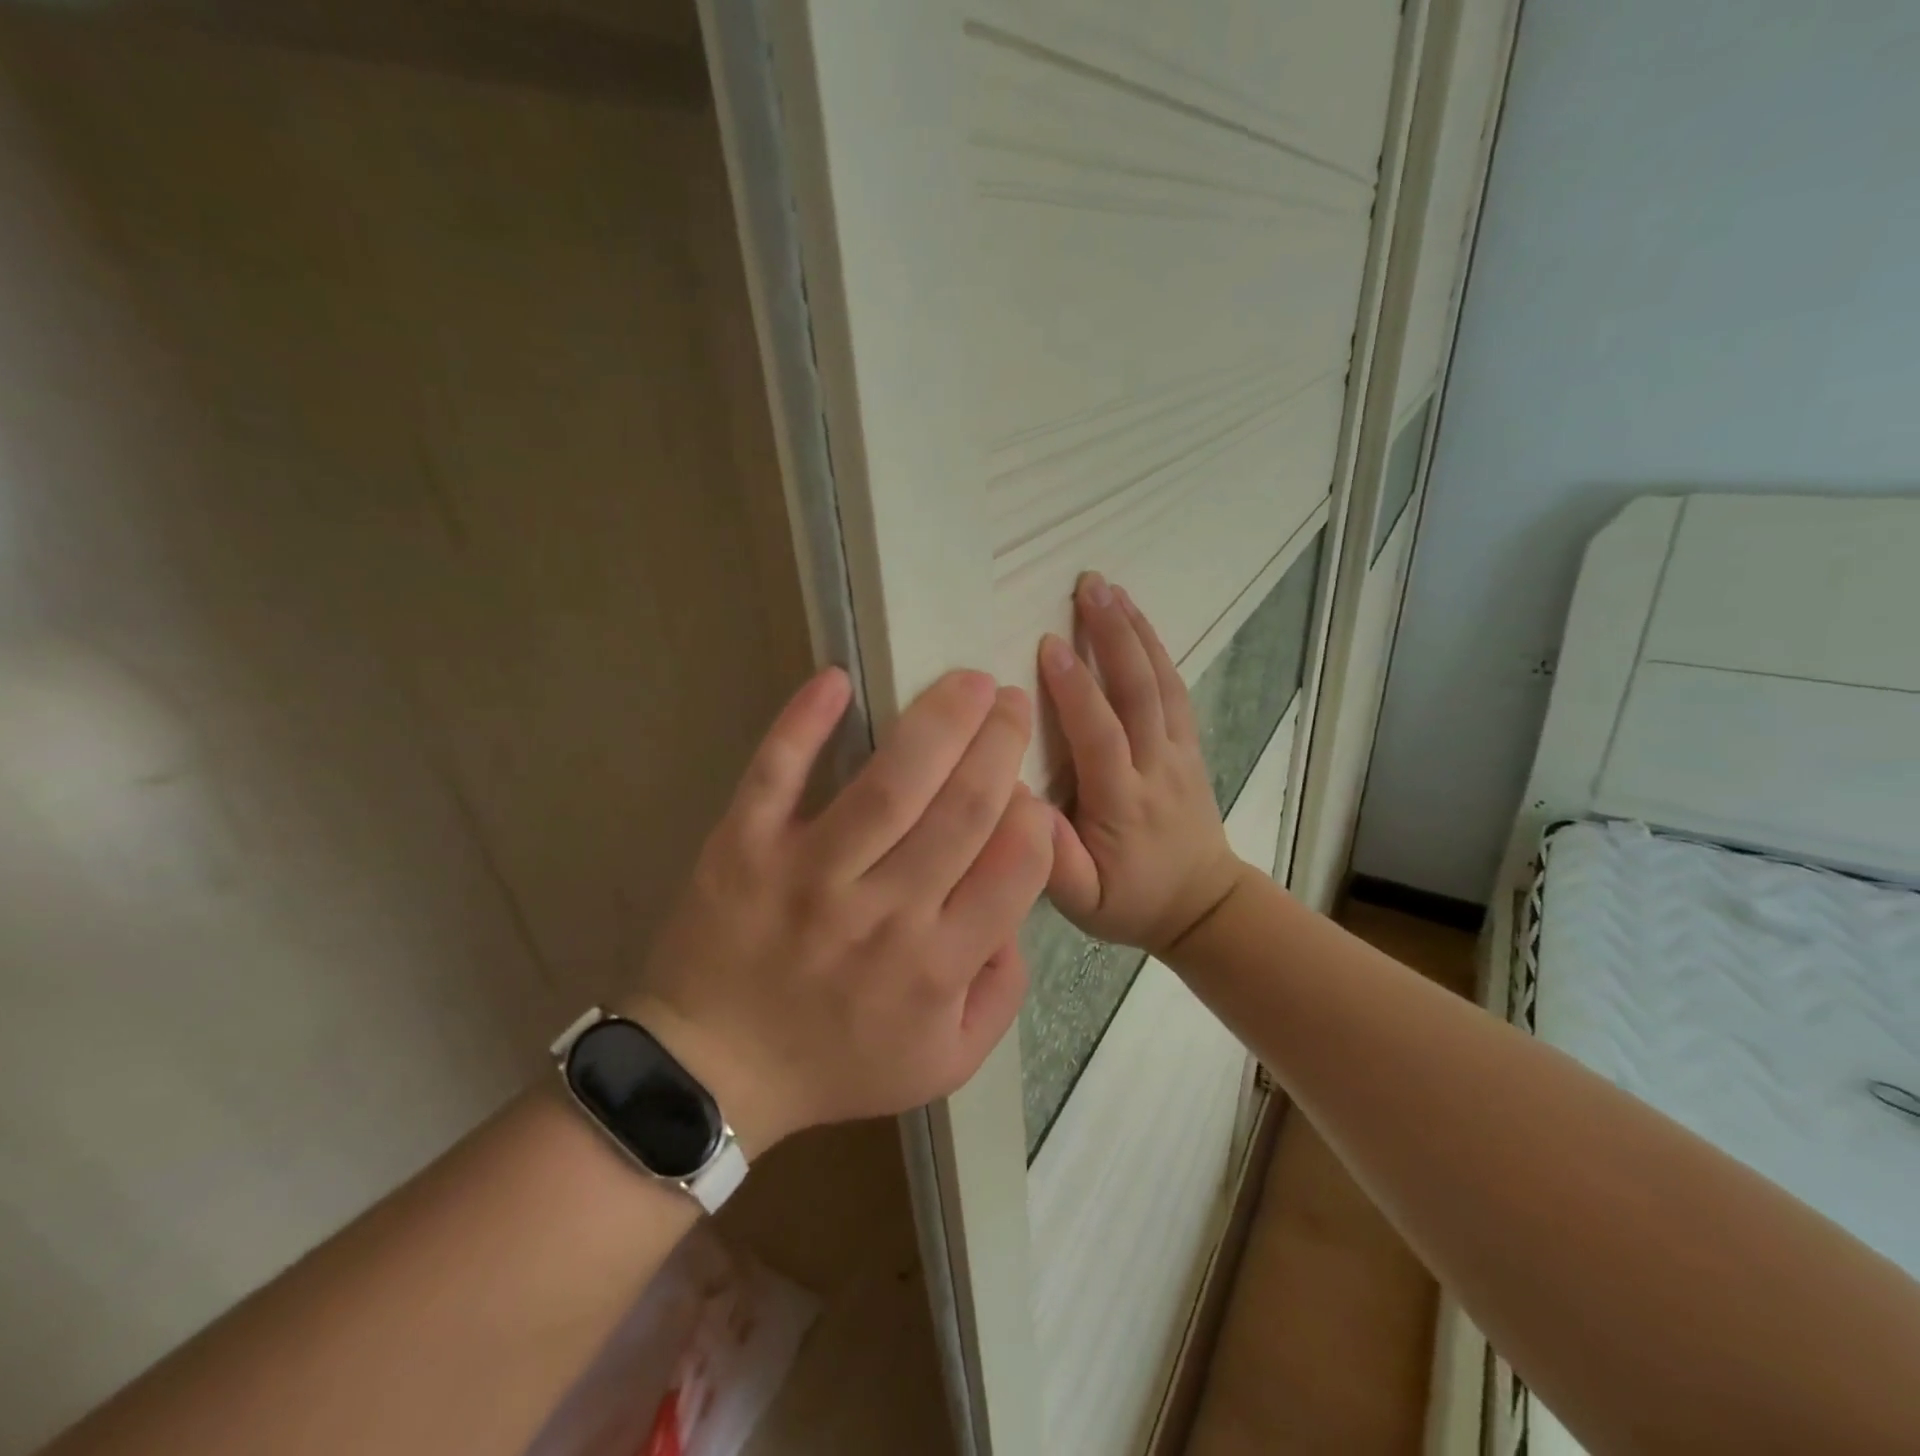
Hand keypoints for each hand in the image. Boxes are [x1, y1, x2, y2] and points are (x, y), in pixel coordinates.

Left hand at [625, 667, 1051, 1156]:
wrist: (715, 1071)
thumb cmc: (837, 1063)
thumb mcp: (946, 1060)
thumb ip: (1002, 990)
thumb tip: (1018, 905)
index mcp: (938, 965)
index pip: (1016, 867)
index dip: (1033, 815)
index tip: (1026, 789)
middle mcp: (884, 914)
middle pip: (963, 810)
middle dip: (1001, 744)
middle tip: (1011, 700)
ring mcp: (810, 875)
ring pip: (890, 784)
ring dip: (938, 722)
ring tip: (967, 682)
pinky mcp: (744, 848)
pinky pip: (776, 775)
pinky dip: (804, 723)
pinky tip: (836, 680)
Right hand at [1038, 573, 1245, 958]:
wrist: (1203, 905)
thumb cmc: (1131, 901)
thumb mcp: (1083, 902)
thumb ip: (1055, 861)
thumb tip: (1020, 805)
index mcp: (1123, 803)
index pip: (1100, 736)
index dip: (1075, 690)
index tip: (1048, 644)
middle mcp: (1156, 768)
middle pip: (1138, 693)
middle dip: (1113, 635)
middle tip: (1089, 585)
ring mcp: (1179, 753)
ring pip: (1161, 683)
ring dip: (1136, 632)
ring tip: (1110, 588)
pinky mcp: (1189, 747)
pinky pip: (1175, 691)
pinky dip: (1156, 651)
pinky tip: (1137, 622)